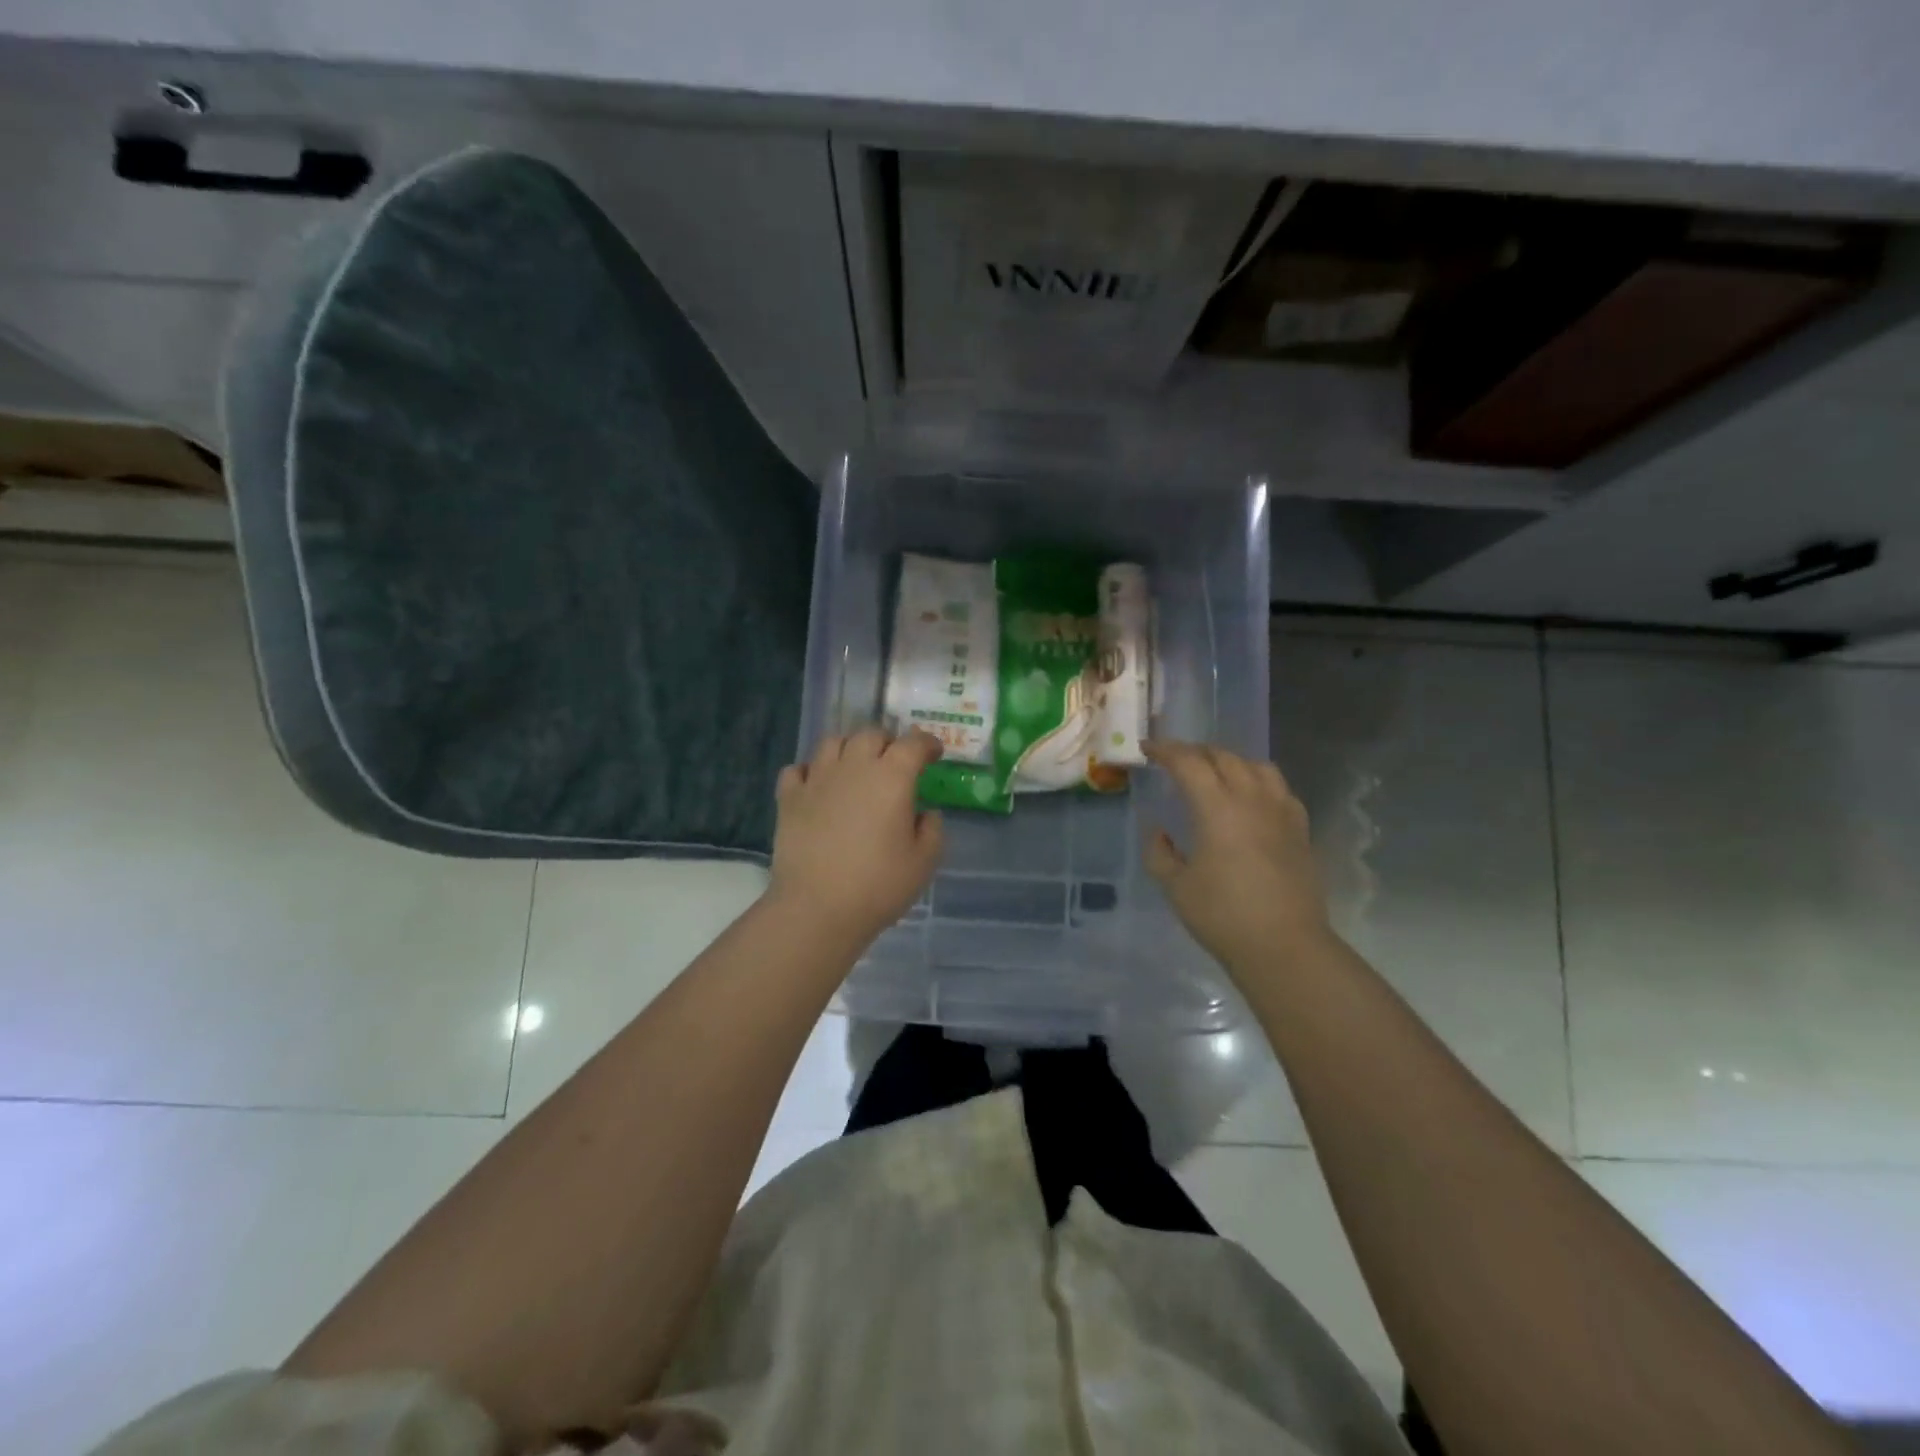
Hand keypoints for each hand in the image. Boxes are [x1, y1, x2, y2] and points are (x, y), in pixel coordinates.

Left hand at [767, 727, 945, 944]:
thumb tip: (925, 813)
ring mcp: (817, 779)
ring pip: (832, 742)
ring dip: (849, 748)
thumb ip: (932, 830)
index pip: (913, 743)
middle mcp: (854, 767)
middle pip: (870, 735)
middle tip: (895, 761)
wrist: (817, 908)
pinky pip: (797, 769)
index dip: (927, 743)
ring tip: (855, 766)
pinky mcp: (789, 798)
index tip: (934, 753)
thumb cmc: (879, 885)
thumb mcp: (924, 862)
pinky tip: (817, 785)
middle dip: (887, 741)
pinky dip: (809, 771)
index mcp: (892, 778)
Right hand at [1143, 740, 1333, 973]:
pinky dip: (1258, 780)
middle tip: (1175, 760)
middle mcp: (1252, 799)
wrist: (1285, 946)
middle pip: (1224, 757)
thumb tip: (1159, 832)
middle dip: (1196, 752)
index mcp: (1217, 808)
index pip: (1189, 763)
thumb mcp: (1175, 886)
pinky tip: (1251, 798)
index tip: (1148, 749)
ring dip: (1230, 761)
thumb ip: (1159, 852)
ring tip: (1215, 772)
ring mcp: (1282, 812)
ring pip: (1257, 766)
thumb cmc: (1222, 916)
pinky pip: (1279, 788)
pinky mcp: (1301, 829)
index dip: (1165, 751)